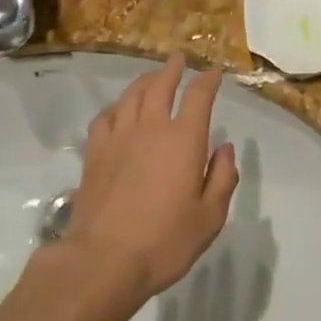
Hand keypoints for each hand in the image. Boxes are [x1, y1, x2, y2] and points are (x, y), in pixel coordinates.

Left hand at [62, 56, 239, 301]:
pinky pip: (105, 117)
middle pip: (160, 86)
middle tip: (177, 59)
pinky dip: (116, 107)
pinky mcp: (94, 153)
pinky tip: (118, 111)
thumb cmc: (164, 242)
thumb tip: (225, 147)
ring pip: (131, 96)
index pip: (198, 97)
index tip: (214, 73)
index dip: (208, 81)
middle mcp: (151, 128)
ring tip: (151, 78)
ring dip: (144, 81)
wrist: (104, 260)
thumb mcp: (210, 217)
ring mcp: (118, 138)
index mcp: (183, 140)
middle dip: (172, 69)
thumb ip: (222, 178)